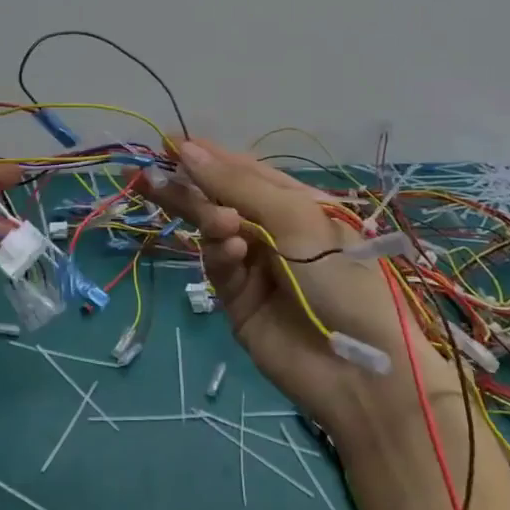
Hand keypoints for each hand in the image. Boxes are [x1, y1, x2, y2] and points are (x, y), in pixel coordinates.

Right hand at [141, 139, 439, 434]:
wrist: (359, 369)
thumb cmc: (339, 275)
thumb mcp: (294, 217)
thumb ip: (236, 184)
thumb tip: (186, 147)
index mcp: (295, 203)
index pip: (243, 170)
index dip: (208, 155)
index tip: (169, 141)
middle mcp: (272, 230)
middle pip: (219, 199)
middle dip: (189, 187)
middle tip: (149, 176)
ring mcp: (254, 266)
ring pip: (213, 232)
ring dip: (210, 222)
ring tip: (220, 224)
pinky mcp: (238, 300)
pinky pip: (219, 267)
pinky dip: (221, 256)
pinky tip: (233, 252)